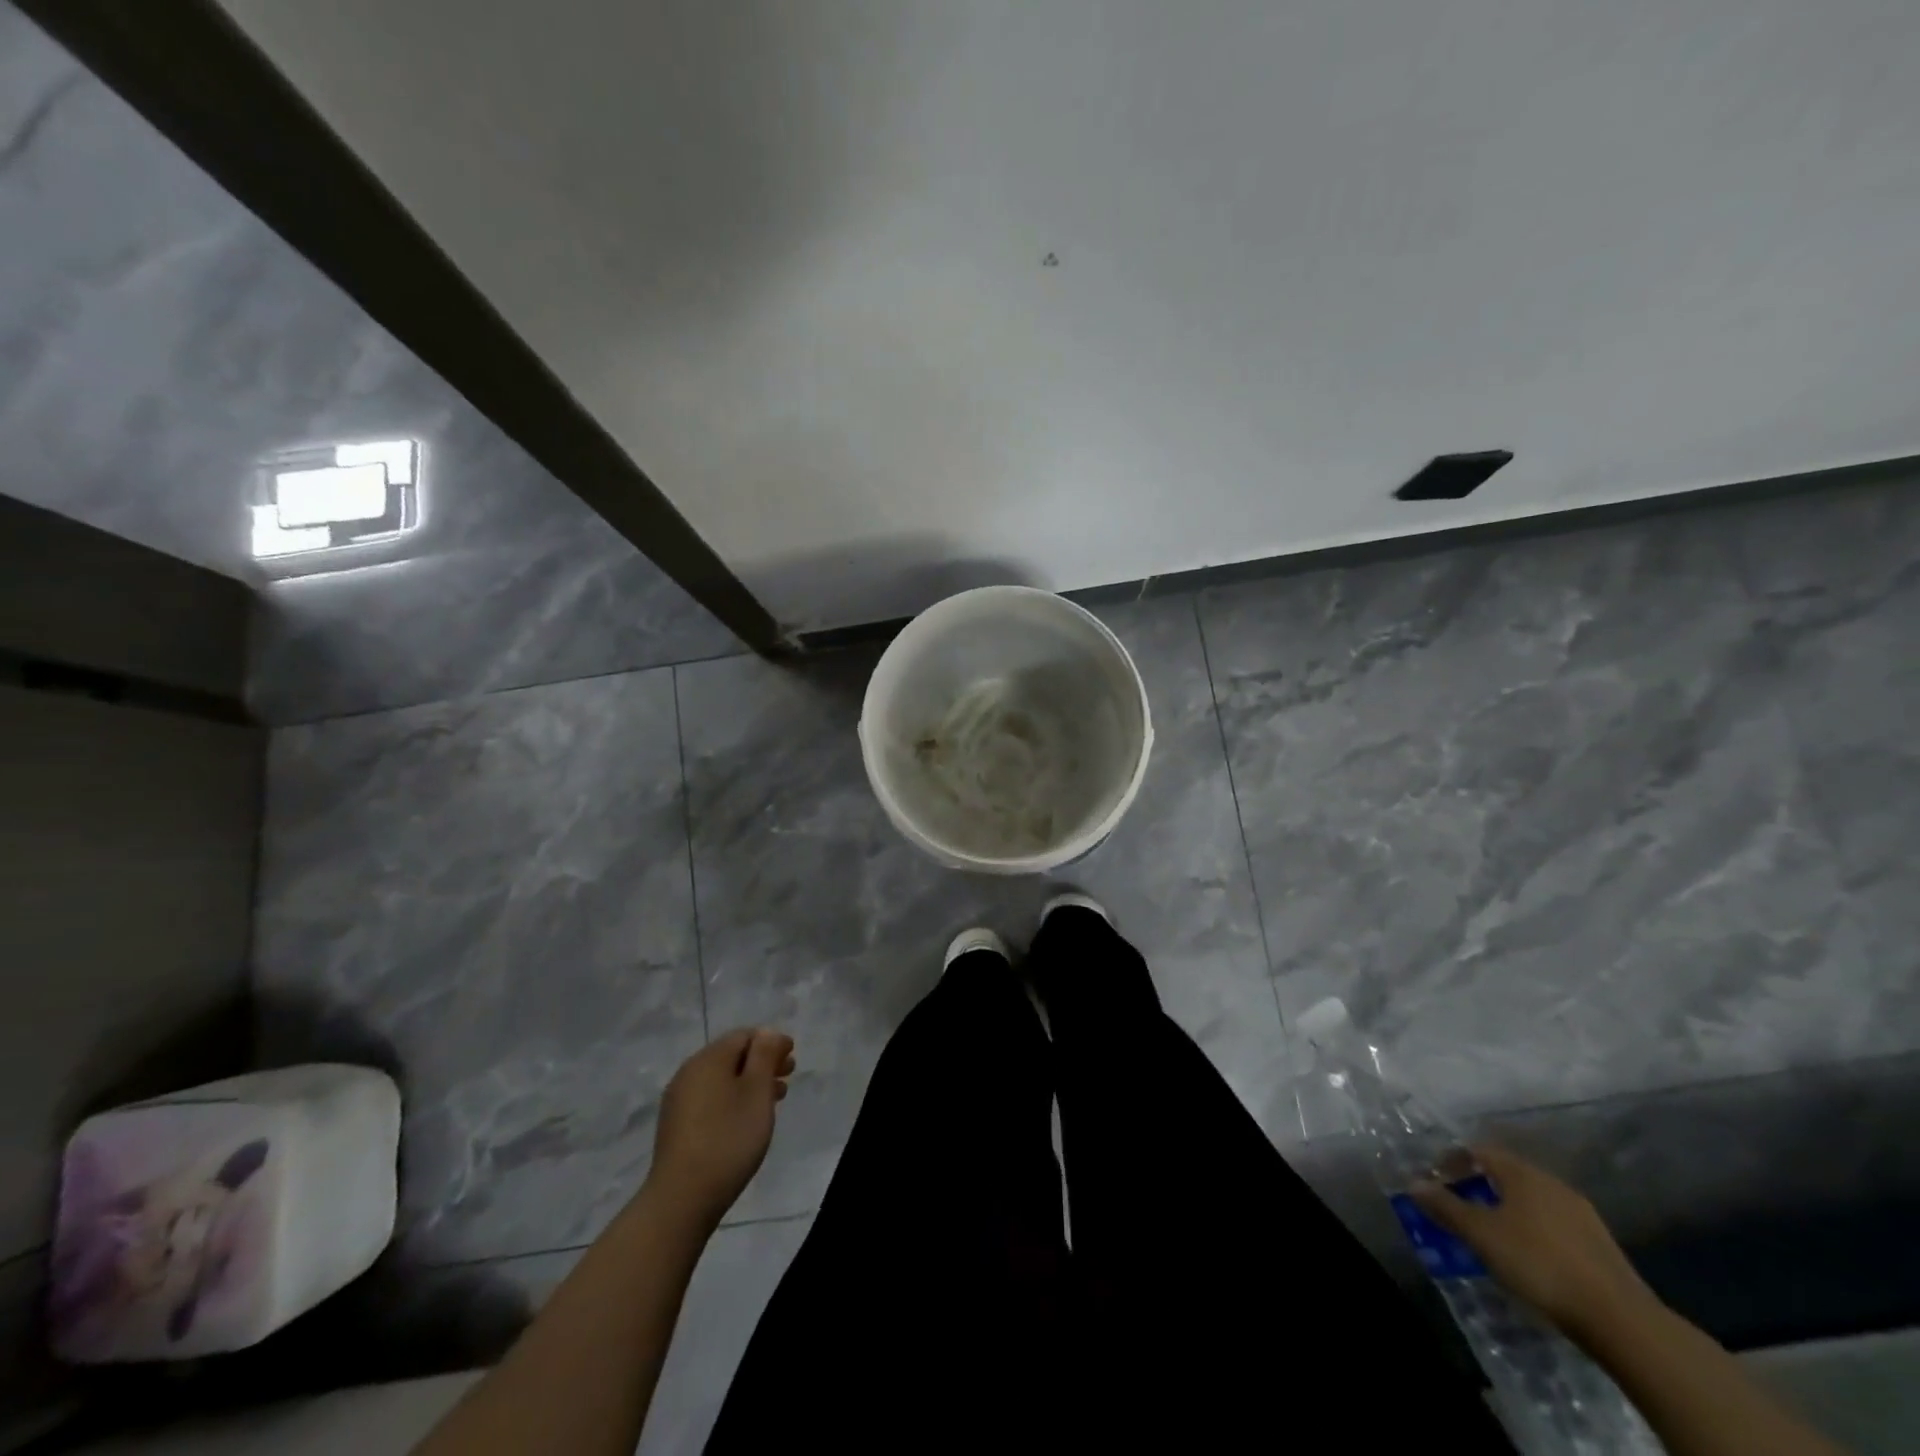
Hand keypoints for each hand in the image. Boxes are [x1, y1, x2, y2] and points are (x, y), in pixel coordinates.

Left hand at [648, 1028, 794, 1229]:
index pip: (745, 1036)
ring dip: (749, 1083)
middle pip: (732, 1056)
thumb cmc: (728, 1138)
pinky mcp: (676, 1125)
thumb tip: (766, 1033)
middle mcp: (689, 1072)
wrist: (682, 1198)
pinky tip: (745, 1119)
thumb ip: (765, 1055)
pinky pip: (710, 1099)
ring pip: (721, 1079)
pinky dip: (732, 1099)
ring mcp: (679, 1100)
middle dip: (762, 1063)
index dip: (771, 1042)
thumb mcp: (757, 1091)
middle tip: (787, 1078)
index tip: (792, 1058)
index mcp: (709, 1058)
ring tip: (773, 1101)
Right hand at [1413, 1143, 1656, 1341]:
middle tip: (1458, 1207)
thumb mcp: (1482, 1235)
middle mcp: (1552, 1183)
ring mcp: (1581, 1214)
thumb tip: (1413, 1183)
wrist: (1622, 1321)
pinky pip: (1552, 1224)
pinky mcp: (1600, 1245)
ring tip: (1490, 1234)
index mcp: (1522, 1173)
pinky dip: (1531, 1230)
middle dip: (1478, 1186)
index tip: (1436, 1181)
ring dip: (1505, 1209)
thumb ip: (1446, 1207)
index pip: (1478, 1151)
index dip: (1452, 1161)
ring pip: (1530, 1200)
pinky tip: (1528, 1256)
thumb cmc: (1540, 1264)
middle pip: (1505, 1173)